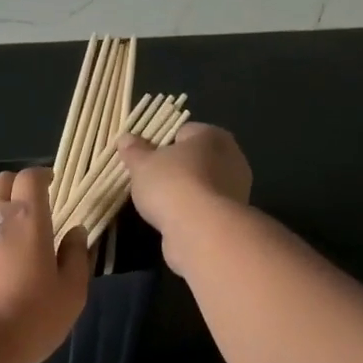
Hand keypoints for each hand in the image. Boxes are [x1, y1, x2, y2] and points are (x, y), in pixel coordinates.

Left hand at [0, 167, 90, 362]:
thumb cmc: (31, 318)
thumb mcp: (71, 293)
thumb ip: (75, 257)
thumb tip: (76, 231)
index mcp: (27, 218)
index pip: (30, 178)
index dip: (41, 175)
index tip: (50, 181)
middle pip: (0, 182)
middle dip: (16, 183)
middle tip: (30, 197)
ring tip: (3, 213)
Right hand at [116, 123, 252, 277]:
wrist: (201, 231)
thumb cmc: (171, 185)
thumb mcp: (142, 165)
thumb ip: (134, 151)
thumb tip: (125, 138)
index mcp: (211, 136)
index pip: (183, 132)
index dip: (161, 143)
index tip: (144, 158)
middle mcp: (231, 157)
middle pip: (196, 158)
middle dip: (175, 167)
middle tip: (150, 179)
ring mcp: (236, 188)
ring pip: (202, 183)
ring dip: (184, 191)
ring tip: (159, 203)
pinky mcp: (232, 215)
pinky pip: (206, 206)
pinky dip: (192, 211)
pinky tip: (174, 219)